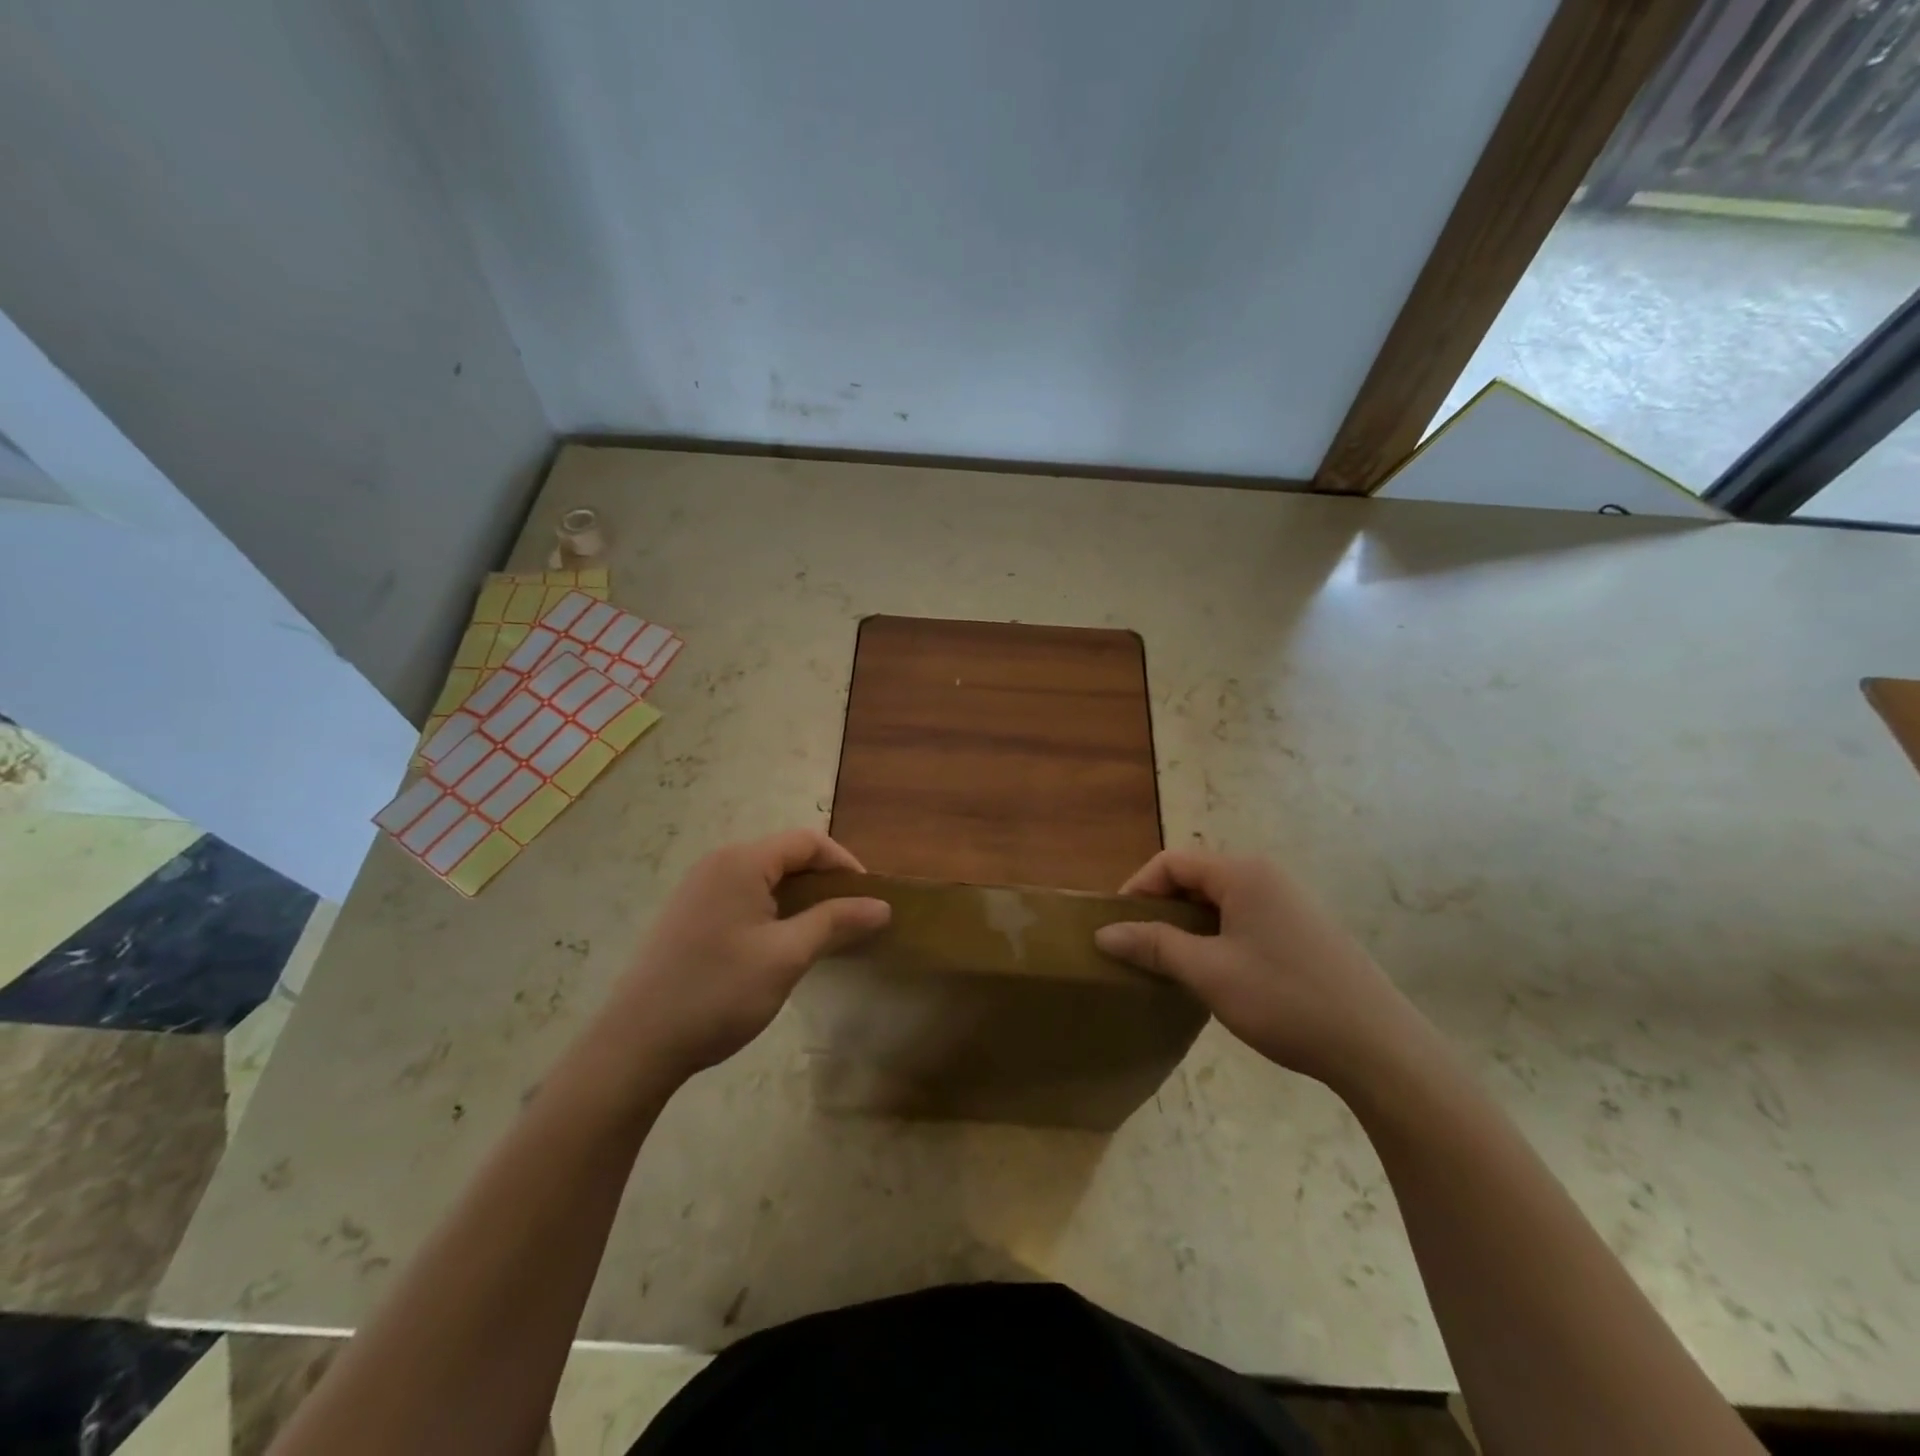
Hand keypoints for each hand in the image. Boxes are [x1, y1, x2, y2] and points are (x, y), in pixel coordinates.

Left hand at [602, 830, 889, 1082]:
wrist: (635, 1045)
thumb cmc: (718, 992)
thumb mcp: (787, 956)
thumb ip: (836, 922)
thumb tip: (882, 906)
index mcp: (741, 862)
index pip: (807, 842)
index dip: (844, 864)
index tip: (868, 900)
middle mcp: (717, 864)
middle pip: (785, 856)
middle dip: (823, 883)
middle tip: (850, 920)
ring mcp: (697, 890)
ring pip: (764, 880)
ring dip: (798, 900)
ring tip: (821, 935)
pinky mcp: (687, 916)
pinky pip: (742, 898)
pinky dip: (771, 912)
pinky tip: (778, 948)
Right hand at [1094, 850, 1415, 1089]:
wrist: (1378, 1048)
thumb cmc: (1285, 1000)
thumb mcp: (1208, 972)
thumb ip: (1154, 945)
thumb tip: (1104, 932)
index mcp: (1243, 873)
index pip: (1172, 862)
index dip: (1137, 888)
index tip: (1117, 926)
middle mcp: (1267, 876)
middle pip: (1196, 877)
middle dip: (1162, 908)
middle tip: (1140, 947)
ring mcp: (1290, 903)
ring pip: (1221, 901)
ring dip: (1189, 925)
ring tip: (1172, 963)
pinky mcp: (1304, 930)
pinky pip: (1245, 919)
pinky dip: (1218, 936)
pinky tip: (1217, 974)